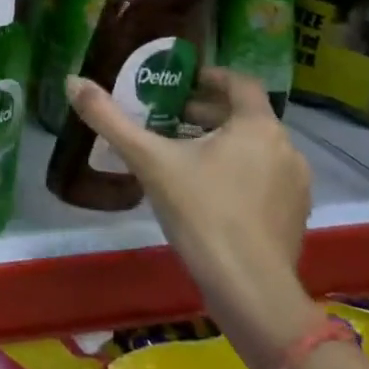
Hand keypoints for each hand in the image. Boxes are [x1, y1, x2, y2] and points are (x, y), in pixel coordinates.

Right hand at [65, 68, 321, 368]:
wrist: (250, 291)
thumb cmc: (202, 213)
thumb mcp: (148, 161)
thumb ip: (109, 119)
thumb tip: (72, 81)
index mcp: (258, 126)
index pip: (240, 83)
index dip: (210, 78)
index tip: (181, 84)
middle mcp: (286, 149)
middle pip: (246, 116)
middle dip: (208, 113)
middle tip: (170, 120)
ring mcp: (296, 186)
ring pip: (256, 148)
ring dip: (224, 143)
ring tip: (184, 156)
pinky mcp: (294, 217)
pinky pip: (265, 178)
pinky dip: (239, 172)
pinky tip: (207, 193)